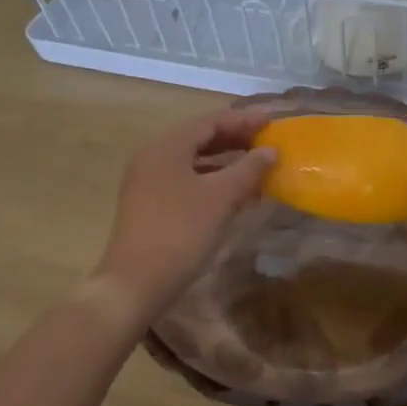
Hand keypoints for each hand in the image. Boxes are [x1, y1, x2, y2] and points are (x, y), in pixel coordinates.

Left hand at [84, 106, 275, 331]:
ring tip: (256, 167)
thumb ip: (248, 169)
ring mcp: (147, 183)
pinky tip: (234, 195)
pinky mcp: (149, 206)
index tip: (272, 121)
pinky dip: (212, 181)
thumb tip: (270, 150)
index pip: (209, 121)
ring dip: (225, 161)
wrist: (134, 285)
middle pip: (199, 138)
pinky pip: (186, 181)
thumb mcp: (221, 198)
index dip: (243, 119)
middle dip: (235, 139)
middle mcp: (153, 157)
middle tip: (267, 142)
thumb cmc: (180, 232)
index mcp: (166, 147)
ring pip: (193, 161)